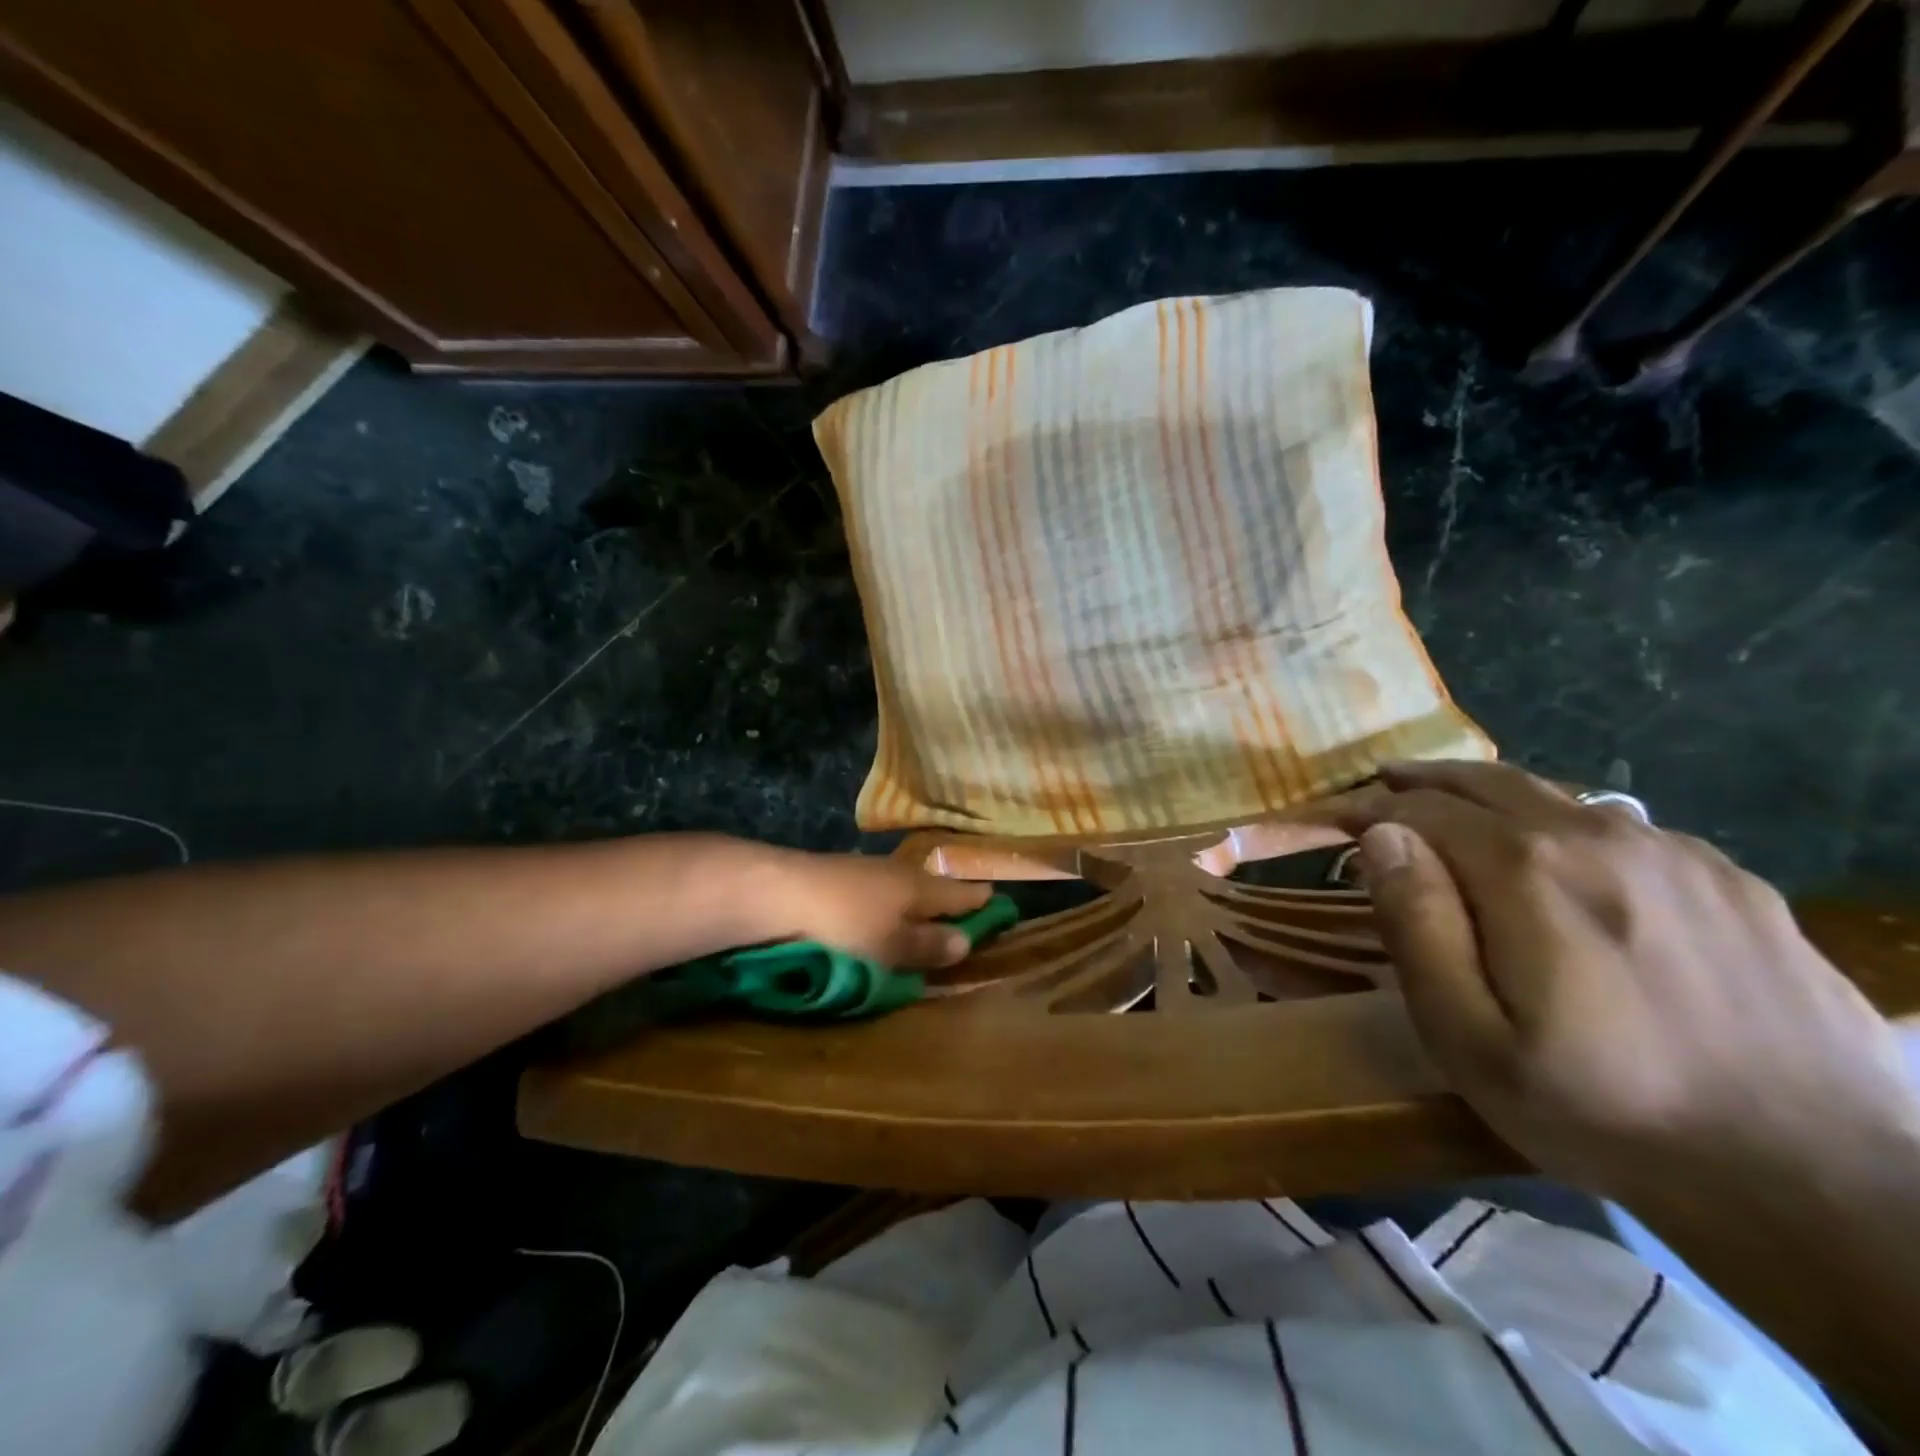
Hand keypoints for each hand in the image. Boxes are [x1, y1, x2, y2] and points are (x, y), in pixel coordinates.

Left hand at [765, 851, 991, 968]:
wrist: (779, 892)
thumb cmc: (845, 925)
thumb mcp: (891, 947)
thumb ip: (927, 945)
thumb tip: (966, 941)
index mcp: (919, 888)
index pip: (960, 893)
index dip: (980, 900)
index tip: (998, 902)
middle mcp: (898, 872)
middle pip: (932, 886)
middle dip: (948, 898)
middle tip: (964, 910)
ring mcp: (866, 870)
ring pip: (902, 885)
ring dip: (916, 899)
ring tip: (924, 913)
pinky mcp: (837, 876)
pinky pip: (877, 889)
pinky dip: (887, 901)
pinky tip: (879, 910)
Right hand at [1337, 761, 1919, 1205]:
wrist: (1817, 1184)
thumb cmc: (1601, 1111)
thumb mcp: (1469, 1038)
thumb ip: (1418, 926)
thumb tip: (1382, 838)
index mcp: (1525, 872)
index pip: (1422, 810)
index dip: (1369, 807)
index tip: (1334, 816)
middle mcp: (1597, 837)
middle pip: (1487, 782)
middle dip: (1422, 780)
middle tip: (1382, 785)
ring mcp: (1674, 853)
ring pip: (1553, 795)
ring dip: (1488, 794)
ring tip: (1453, 805)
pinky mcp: (1728, 879)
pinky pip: (1619, 825)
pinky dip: (1560, 821)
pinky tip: (1554, 853)